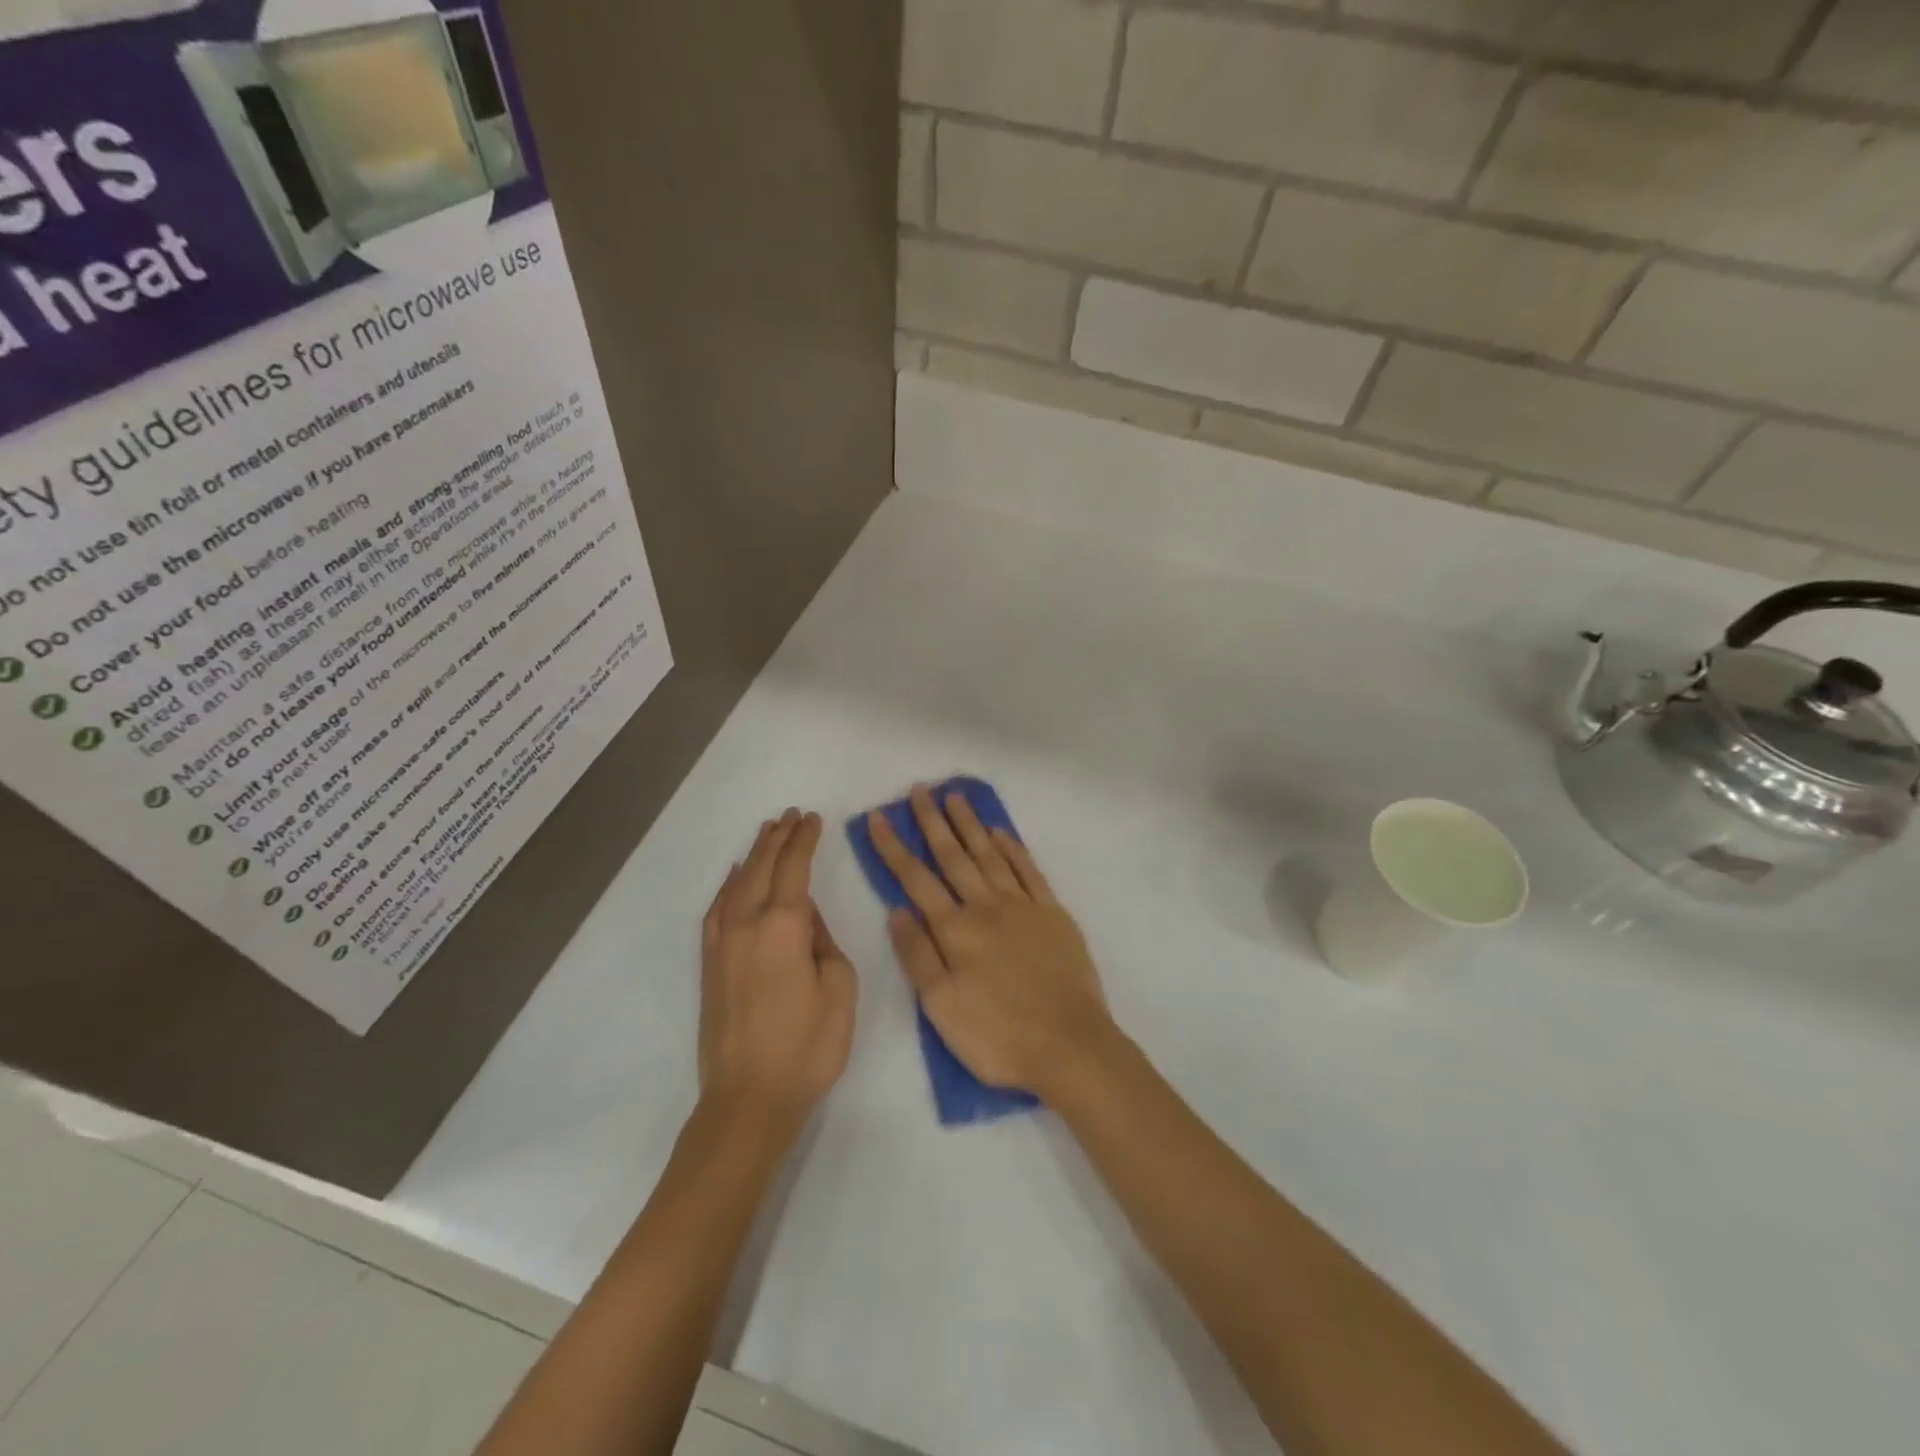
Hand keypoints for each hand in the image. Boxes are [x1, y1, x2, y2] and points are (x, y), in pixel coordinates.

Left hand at [700, 810, 857, 1128]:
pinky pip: (717, 911)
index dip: (804, 840)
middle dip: (778, 838)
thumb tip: (805, 919)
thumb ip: (824, 943)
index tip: (812, 818)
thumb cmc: (807, 1046)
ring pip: (738, 884)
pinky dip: (728, 887)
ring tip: (767, 833)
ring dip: (754, 855)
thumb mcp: (839, 990)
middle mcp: (748, 925)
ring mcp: (723, 944)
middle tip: (791, 815)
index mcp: (784, 927)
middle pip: (762, 868)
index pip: (794, 868)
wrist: (749, 1098)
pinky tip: (735, 877)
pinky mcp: (710, 965)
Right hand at [867, 787, 1113, 1099]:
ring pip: (990, 854)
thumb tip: (896, 910)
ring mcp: (1023, 906)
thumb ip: (917, 955)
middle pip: (953, 856)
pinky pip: (1028, 871)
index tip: (878, 817)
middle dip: (932, 821)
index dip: (894, 847)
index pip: (915, 879)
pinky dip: (1012, 848)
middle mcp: (986, 907)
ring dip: (970, 824)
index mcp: (955, 930)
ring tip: (955, 796)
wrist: (1070, 1045)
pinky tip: (1000, 832)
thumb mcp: (941, 1006)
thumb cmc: (998, 1035)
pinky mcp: (1053, 914)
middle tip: (919, 790)